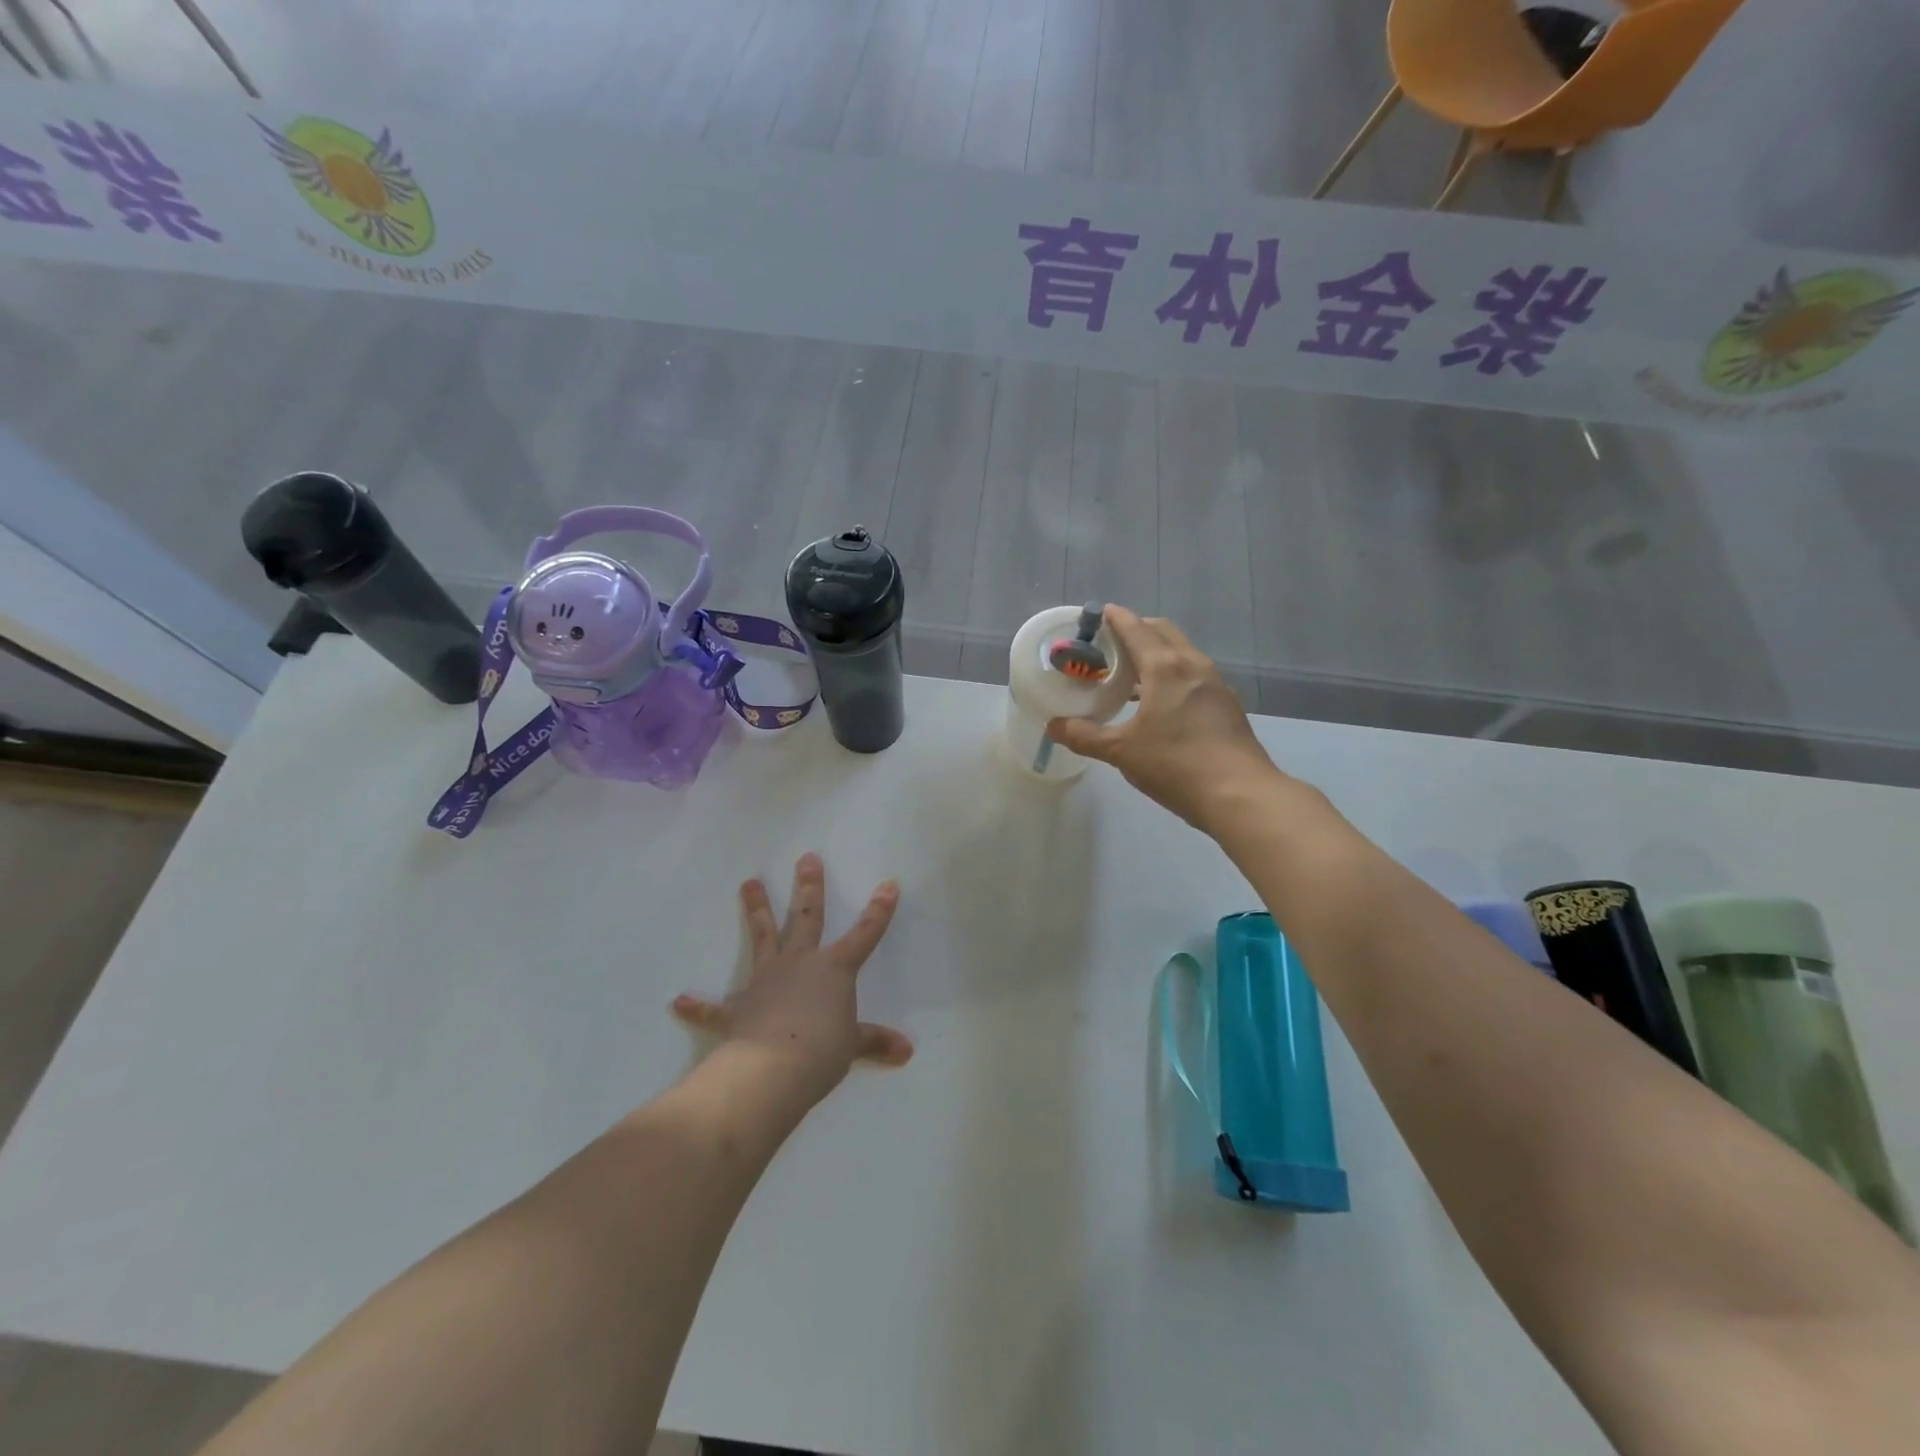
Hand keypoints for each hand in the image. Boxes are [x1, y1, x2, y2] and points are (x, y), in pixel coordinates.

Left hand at [671, 853, 912, 1108]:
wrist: (771, 1070)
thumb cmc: (821, 1052)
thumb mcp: (853, 1046)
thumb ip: (875, 1042)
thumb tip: (906, 1051)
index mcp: (834, 969)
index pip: (865, 935)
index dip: (879, 911)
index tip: (888, 884)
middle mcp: (800, 963)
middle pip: (806, 917)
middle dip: (810, 887)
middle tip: (807, 858)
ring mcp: (766, 980)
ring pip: (763, 937)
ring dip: (756, 909)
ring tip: (749, 882)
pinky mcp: (738, 1008)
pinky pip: (715, 1008)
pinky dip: (699, 1006)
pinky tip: (680, 1001)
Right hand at [1048, 606, 1281, 830]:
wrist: (1240, 795)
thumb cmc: (1175, 764)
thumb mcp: (1121, 751)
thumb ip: (1085, 735)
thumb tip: (1053, 726)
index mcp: (1165, 667)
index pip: (1136, 629)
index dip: (1116, 618)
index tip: (1100, 613)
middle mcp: (1193, 665)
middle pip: (1163, 632)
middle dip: (1137, 630)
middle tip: (1111, 645)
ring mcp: (1215, 684)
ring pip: (1182, 653)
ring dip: (1156, 653)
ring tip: (1131, 673)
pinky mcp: (1227, 704)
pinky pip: (1194, 674)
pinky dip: (1173, 674)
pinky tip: (1159, 702)